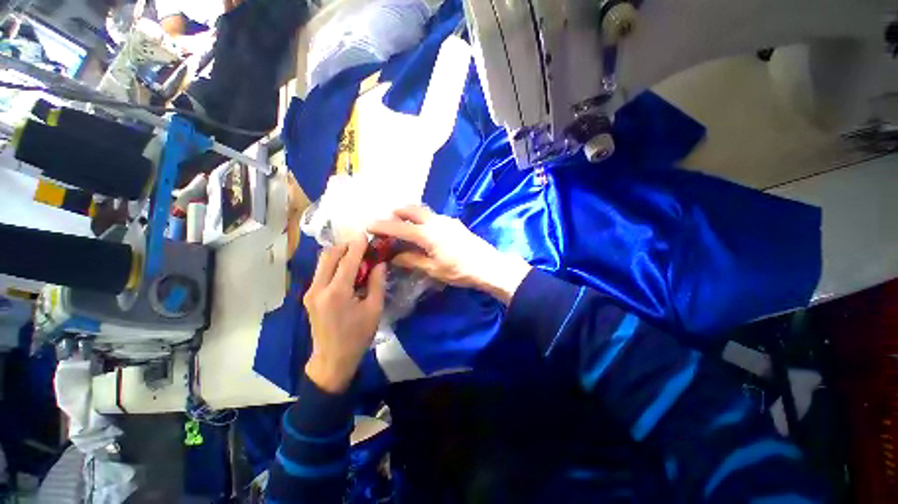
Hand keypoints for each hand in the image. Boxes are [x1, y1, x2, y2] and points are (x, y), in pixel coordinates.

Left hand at [303, 235, 386, 392]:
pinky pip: (321, 272)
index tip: (366, 235)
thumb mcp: (374, 309)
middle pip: (329, 256)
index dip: (358, 246)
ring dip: (339, 254)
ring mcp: (310, 292)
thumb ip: (377, 283)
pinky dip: (334, 265)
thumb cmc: (357, 336)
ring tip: (356, 256)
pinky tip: (347, 270)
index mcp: (337, 293)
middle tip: (362, 246)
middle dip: (346, 246)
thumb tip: (380, 263)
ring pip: (322, 262)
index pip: (347, 260)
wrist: (332, 359)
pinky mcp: (308, 296)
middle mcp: (318, 288)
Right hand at [368, 205, 530, 304]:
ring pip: (423, 211)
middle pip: (411, 210)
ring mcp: (447, 220)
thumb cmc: (460, 270)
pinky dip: (422, 218)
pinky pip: (433, 216)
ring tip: (404, 224)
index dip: (382, 226)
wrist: (488, 266)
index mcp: (427, 234)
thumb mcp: (433, 269)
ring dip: (410, 214)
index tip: (368, 225)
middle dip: (396, 213)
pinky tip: (424, 230)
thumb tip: (393, 256)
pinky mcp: (455, 223)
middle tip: (387, 222)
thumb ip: (411, 260)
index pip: (399, 227)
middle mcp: (435, 221)